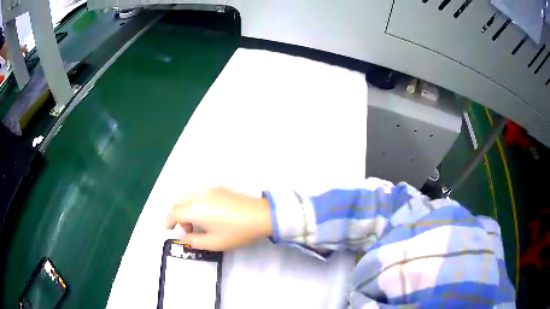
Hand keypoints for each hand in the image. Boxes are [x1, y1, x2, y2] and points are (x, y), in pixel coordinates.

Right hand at [166, 187, 272, 250]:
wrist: (261, 215)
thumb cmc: (236, 232)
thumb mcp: (214, 243)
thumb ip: (194, 241)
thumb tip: (184, 236)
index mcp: (194, 208)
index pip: (174, 213)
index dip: (168, 222)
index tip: (167, 230)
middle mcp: (199, 195)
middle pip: (178, 200)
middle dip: (176, 214)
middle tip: (186, 229)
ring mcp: (210, 189)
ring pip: (189, 195)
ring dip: (186, 208)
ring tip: (199, 224)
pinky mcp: (220, 188)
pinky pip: (200, 194)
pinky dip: (196, 203)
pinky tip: (210, 215)